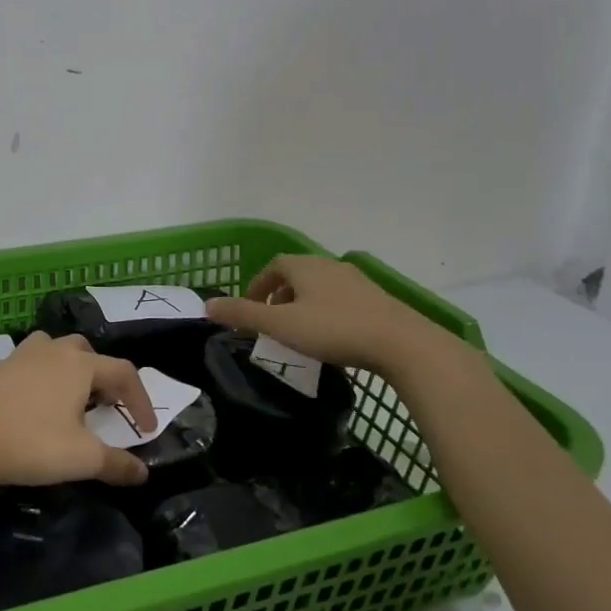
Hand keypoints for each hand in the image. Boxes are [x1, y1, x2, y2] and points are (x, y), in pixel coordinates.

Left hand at [0, 331, 155, 489]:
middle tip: (108, 405)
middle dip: (104, 376)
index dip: (140, 399)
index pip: (123, 372)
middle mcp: (53, 351)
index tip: (146, 429)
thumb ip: (116, 464)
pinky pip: (31, 364)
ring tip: (72, 399)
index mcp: (80, 365)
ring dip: (71, 369)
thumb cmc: (31, 443)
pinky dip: (43, 377)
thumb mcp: (82, 459)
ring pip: (56, 350)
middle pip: (88, 352)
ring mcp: (21, 356)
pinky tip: (36, 405)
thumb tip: (142, 472)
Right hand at [205, 255, 456, 374]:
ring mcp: (357, 282)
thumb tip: (207, 305)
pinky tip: (331, 337)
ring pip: (320, 287)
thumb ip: (243, 314)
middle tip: (271, 321)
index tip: (250, 308)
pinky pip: (341, 300)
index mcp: (304, 266)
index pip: (273, 266)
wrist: (403, 344)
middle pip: (297, 274)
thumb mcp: (281, 325)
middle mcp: (330, 266)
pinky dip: (327, 312)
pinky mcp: (377, 300)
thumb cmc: (334, 330)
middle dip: (280, 294)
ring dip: (304, 303)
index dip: (258, 284)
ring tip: (299, 330)